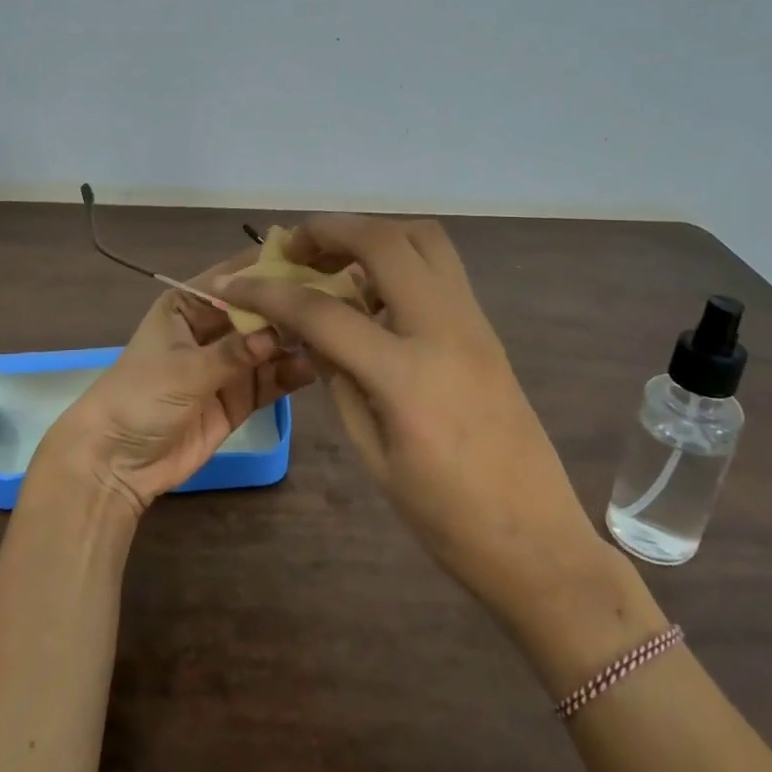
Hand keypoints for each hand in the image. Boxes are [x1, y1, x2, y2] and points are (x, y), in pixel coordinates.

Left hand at [38, 248, 317, 516]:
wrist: (116, 462)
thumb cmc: (140, 398)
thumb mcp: (185, 369)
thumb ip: (235, 352)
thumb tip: (280, 331)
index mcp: (188, 305)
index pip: (233, 278)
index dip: (269, 268)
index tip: (313, 257)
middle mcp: (212, 328)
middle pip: (258, 311)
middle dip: (291, 308)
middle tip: (338, 298)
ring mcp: (228, 364)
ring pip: (270, 345)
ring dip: (296, 342)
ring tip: (332, 335)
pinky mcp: (239, 397)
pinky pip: (271, 379)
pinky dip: (291, 373)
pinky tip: (315, 367)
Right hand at [215, 216, 613, 629]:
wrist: (536, 540)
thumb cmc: (447, 517)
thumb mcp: (374, 455)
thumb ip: (339, 381)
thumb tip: (310, 333)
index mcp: (407, 376)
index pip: (323, 313)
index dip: (270, 293)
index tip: (235, 283)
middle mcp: (445, 330)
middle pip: (385, 242)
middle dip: (330, 231)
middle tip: (294, 247)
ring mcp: (474, 324)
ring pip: (424, 240)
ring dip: (372, 235)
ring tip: (334, 260)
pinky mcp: (487, 330)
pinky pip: (440, 270)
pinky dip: (400, 260)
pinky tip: (373, 294)